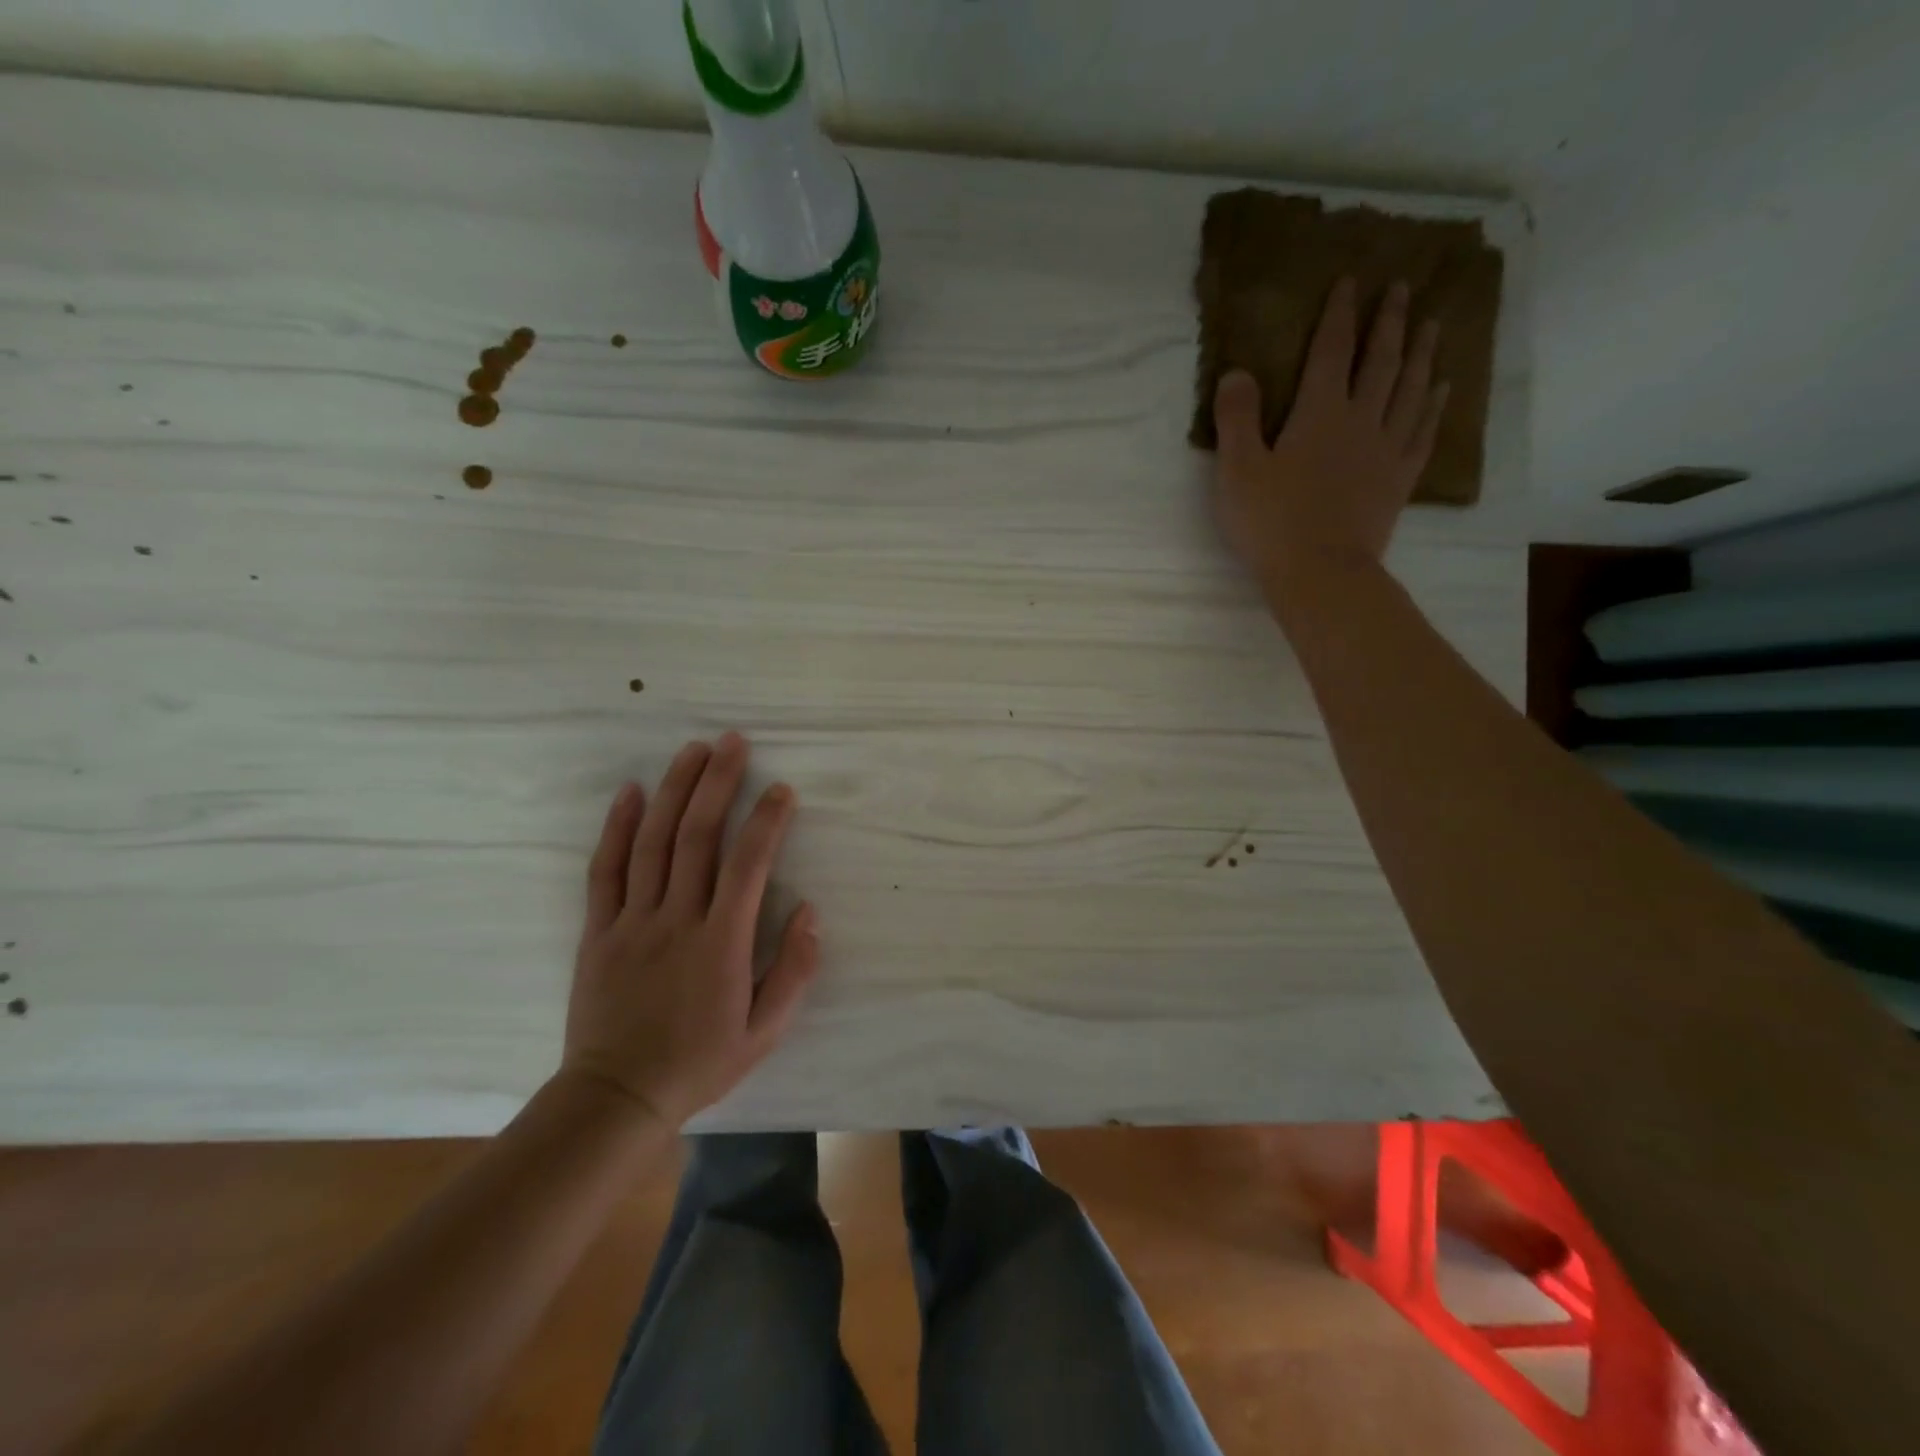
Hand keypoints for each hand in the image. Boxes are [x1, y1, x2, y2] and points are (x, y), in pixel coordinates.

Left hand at [560, 733, 819, 1126]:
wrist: (616, 1097)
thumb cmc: (700, 1061)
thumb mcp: (766, 1030)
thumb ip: (794, 970)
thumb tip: (810, 911)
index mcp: (721, 943)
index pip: (749, 864)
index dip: (767, 820)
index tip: (782, 789)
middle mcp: (677, 920)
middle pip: (698, 836)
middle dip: (718, 783)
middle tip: (732, 742)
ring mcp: (633, 921)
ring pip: (654, 842)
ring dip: (674, 790)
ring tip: (692, 750)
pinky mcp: (599, 930)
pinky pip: (606, 869)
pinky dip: (618, 827)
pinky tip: (632, 792)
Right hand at [1211, 277, 1448, 588]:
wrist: (1320, 572)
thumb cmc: (1271, 523)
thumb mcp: (1238, 471)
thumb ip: (1237, 419)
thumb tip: (1237, 371)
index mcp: (1318, 414)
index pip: (1332, 351)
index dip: (1340, 315)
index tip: (1351, 281)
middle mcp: (1360, 421)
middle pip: (1380, 362)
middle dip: (1389, 323)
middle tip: (1402, 290)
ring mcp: (1385, 450)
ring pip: (1410, 390)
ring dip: (1420, 355)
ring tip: (1431, 327)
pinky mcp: (1398, 480)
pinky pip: (1423, 432)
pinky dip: (1434, 406)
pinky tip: (1441, 390)